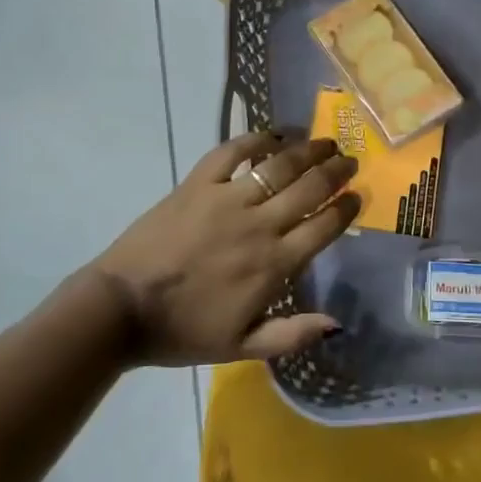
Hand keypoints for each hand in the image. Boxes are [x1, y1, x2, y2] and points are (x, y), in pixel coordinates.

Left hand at [88, 133, 360, 365]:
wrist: (122, 309)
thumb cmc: (183, 331)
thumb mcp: (242, 347)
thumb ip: (292, 334)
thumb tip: (337, 323)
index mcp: (274, 265)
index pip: (323, 227)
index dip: (346, 208)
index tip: (358, 195)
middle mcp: (258, 225)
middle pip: (309, 188)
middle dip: (336, 171)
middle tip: (349, 161)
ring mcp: (226, 199)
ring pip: (278, 166)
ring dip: (306, 151)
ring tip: (324, 143)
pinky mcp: (196, 184)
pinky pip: (231, 152)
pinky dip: (255, 139)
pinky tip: (272, 135)